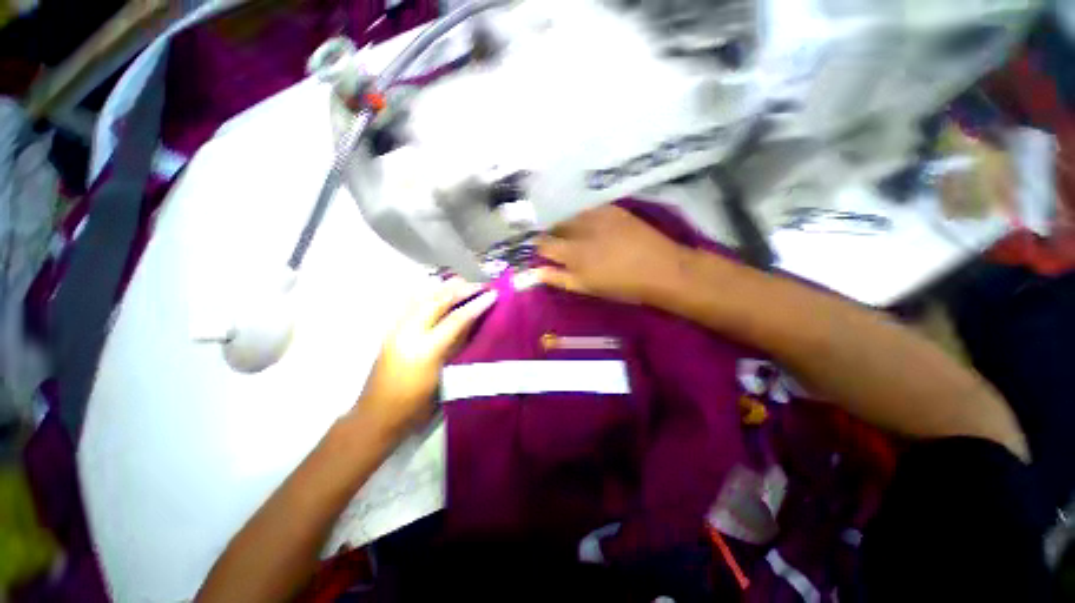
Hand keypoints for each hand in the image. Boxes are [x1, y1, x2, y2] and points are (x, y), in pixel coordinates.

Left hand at [356, 278, 496, 436]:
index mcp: (425, 350)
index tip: (492, 294)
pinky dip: (427, 294)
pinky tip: (437, 294)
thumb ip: (458, 347)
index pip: (456, 319)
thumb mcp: (445, 377)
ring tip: (461, 285)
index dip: (476, 305)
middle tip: (478, 285)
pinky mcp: (389, 331)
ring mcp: (395, 329)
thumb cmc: (417, 404)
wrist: (377, 416)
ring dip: (443, 289)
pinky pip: (410, 304)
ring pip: (421, 297)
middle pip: (437, 301)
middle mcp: (408, 333)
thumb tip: (474, 323)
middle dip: (460, 290)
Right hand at [532, 205, 694, 305]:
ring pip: (571, 215)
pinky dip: (583, 216)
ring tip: (573, 233)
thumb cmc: (622, 286)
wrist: (661, 269)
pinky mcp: (612, 208)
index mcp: (573, 253)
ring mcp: (598, 215)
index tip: (541, 250)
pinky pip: (588, 209)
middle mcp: (581, 229)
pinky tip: (590, 224)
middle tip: (557, 242)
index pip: (544, 244)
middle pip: (555, 226)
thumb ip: (559, 278)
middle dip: (552, 233)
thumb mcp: (587, 287)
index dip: (539, 247)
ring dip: (567, 223)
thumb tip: (536, 272)